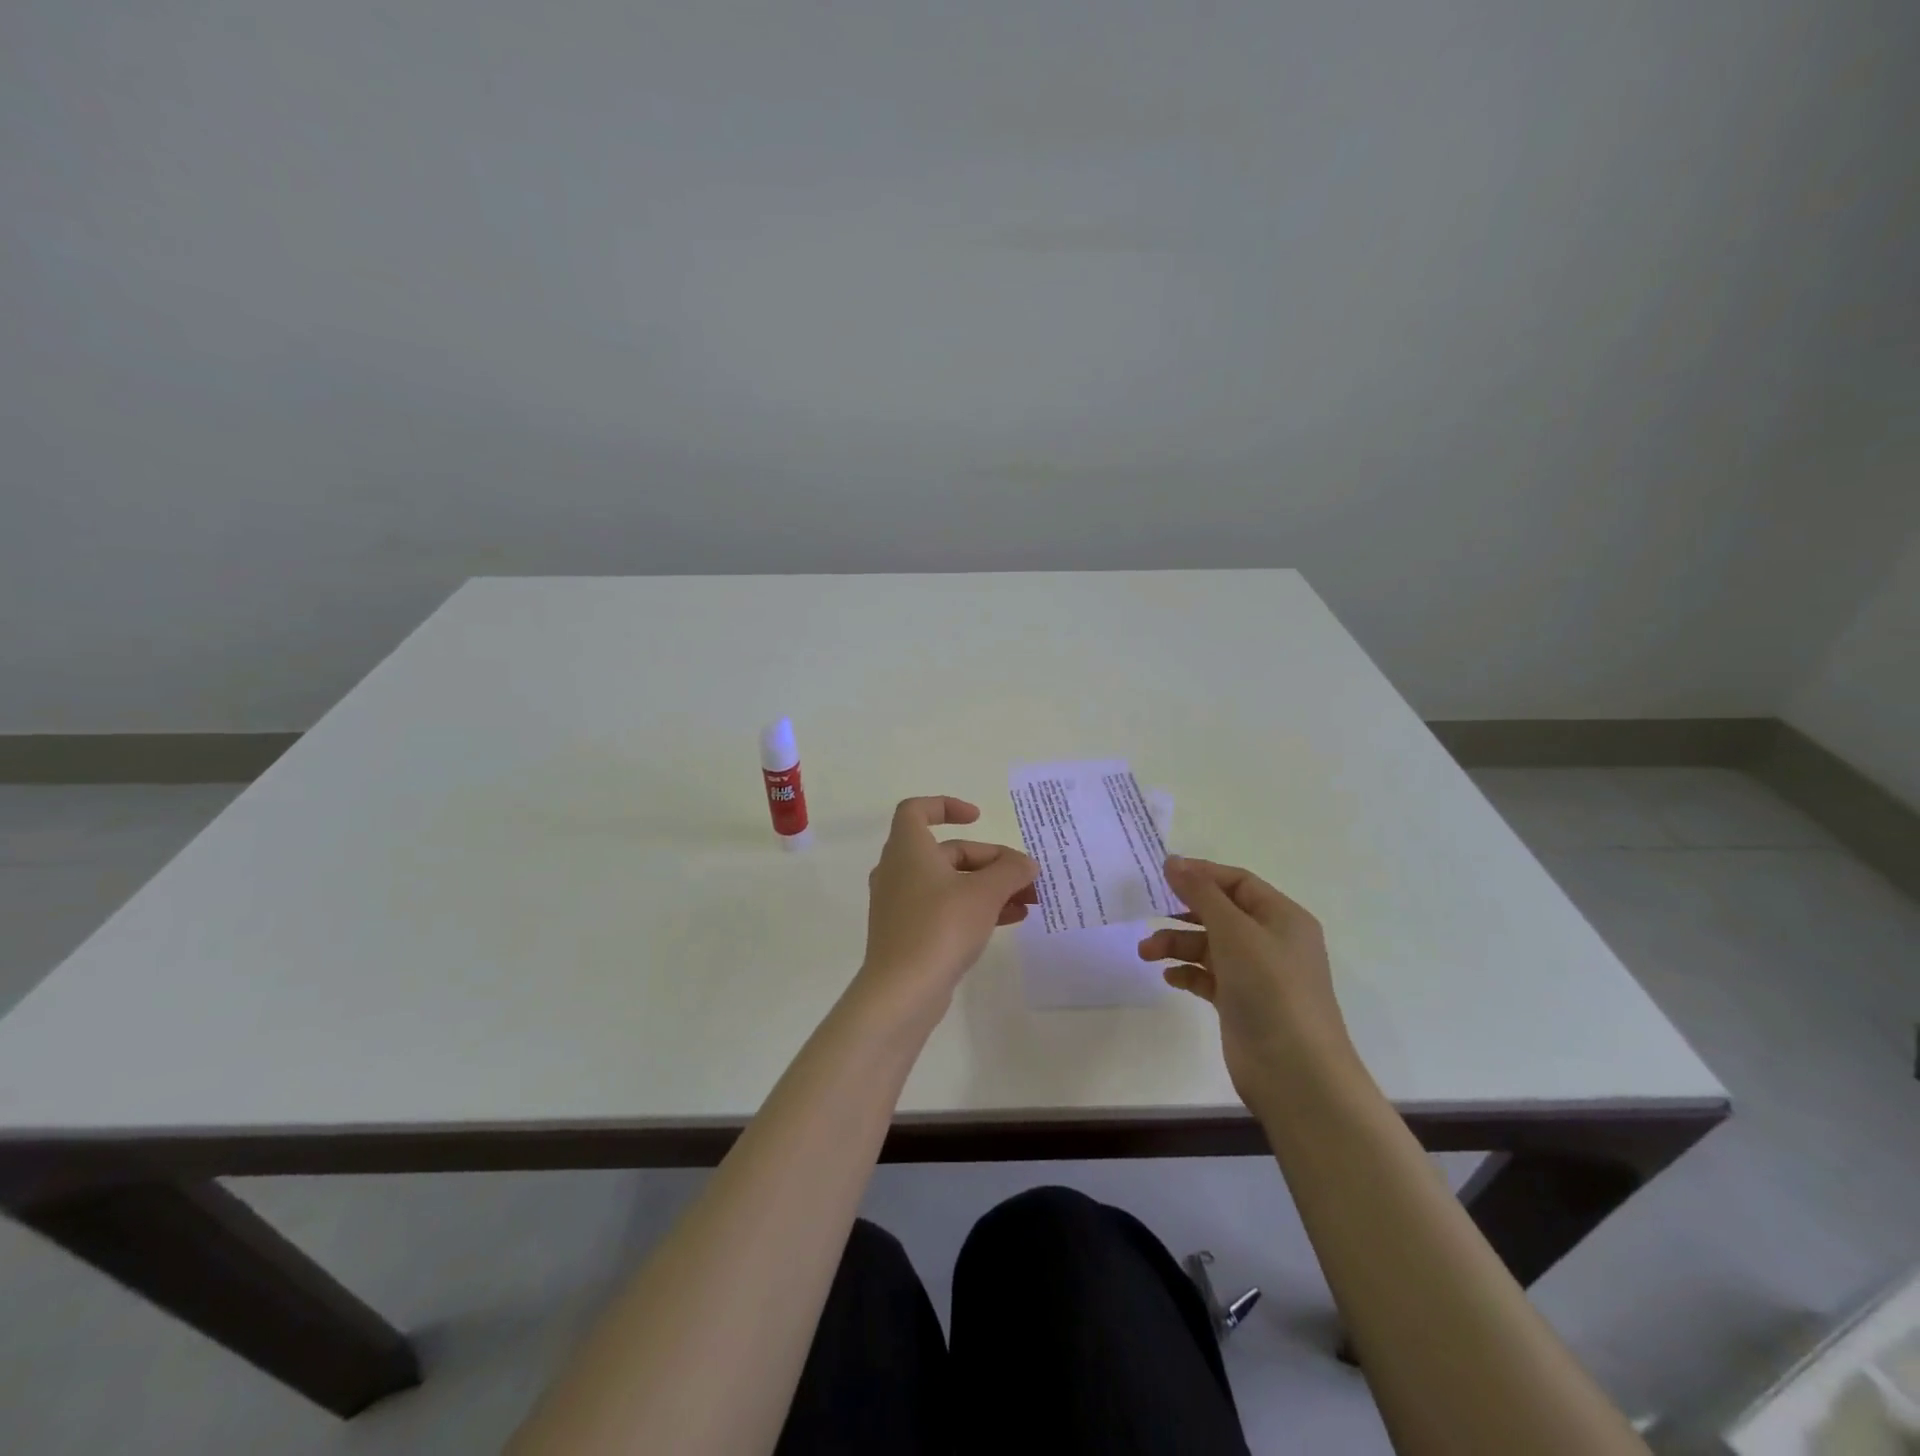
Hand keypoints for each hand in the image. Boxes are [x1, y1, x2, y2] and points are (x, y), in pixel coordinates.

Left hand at [857, 796, 1037, 1015]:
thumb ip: (1010, 871)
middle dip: (990, 860)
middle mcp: (898, 871)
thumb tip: (1026, 864)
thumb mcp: (984, 893)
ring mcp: (901, 904)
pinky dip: (975, 908)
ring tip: (1029, 901)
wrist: (902, 992)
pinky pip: (945, 908)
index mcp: (908, 849)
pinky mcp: (909, 933)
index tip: (978, 818)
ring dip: (989, 887)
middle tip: (1026, 877)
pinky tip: (1011, 920)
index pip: (917, 810)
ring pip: (950, 883)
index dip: (946, 806)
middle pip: (948, 851)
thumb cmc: (940, 927)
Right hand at [1139, 857, 1356, 1110]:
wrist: (1296, 1072)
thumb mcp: (1234, 931)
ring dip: (1177, 944)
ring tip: (1145, 952)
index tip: (1161, 873)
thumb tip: (1173, 861)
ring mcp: (1257, 975)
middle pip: (1220, 913)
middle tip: (1147, 911)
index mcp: (1282, 917)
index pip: (1237, 882)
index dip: (1201, 874)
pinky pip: (1208, 977)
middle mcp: (1271, 941)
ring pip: (1210, 946)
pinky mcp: (1241, 1003)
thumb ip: (1201, 893)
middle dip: (1183, 912)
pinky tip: (1168, 976)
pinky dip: (1187, 973)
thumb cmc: (1270, 989)